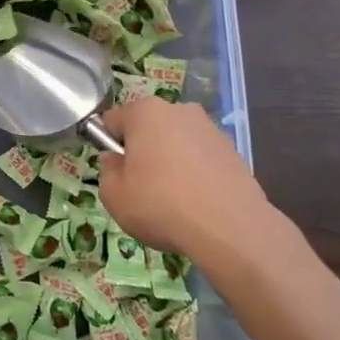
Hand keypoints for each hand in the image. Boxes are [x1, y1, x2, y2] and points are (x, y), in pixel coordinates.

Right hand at [97, 98, 276, 263]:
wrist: (230, 229)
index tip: (116, 173)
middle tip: (142, 187)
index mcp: (145, 112)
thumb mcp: (114, 197)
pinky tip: (198, 203)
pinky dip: (196, 173)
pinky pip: (201, 158)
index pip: (113, 120)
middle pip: (148, 128)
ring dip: (170, 161)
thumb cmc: (161, 205)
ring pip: (177, 142)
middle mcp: (178, 110)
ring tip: (174, 200)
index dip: (108, 146)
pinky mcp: (232, 150)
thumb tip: (116, 161)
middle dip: (142, 151)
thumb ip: (107, 172)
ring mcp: (209, 128)